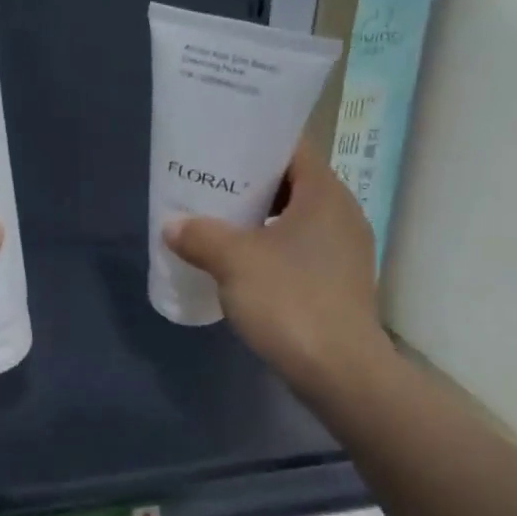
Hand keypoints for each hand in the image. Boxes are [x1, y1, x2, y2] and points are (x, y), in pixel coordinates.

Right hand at [163, 139, 390, 396]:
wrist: (339, 371)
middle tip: (209, 187)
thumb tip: (172, 225)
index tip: (220, 148)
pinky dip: (270, 248)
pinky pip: (299, 250)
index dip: (256, 144)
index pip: (293, 149)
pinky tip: (240, 265)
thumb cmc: (289, 300)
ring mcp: (344, 252)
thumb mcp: (233, 261)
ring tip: (217, 224)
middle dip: (250, 185)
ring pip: (294, 220)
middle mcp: (342, 215)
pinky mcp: (338, 283)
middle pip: (292, 184)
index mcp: (326, 195)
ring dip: (258, 220)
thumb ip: (199, 235)